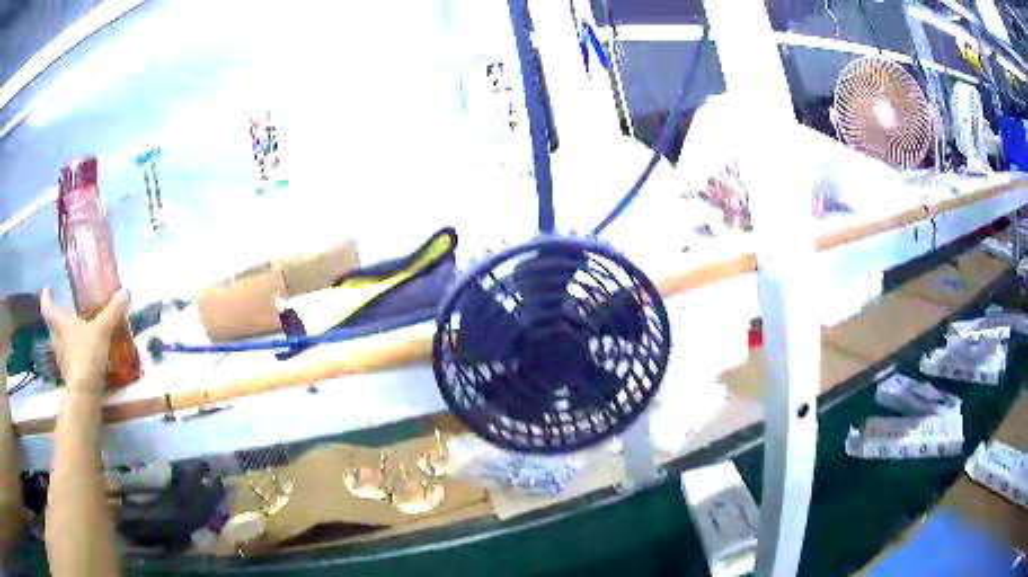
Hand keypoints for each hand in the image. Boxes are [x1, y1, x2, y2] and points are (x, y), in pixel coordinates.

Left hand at [41, 288, 128, 393]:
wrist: (85, 394)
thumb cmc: (87, 354)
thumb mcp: (102, 330)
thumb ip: (112, 312)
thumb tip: (124, 291)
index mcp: (60, 324)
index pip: (47, 307)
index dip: (46, 297)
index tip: (47, 289)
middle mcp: (57, 341)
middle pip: (54, 327)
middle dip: (59, 322)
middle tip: (68, 316)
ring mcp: (62, 362)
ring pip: (61, 346)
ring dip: (67, 341)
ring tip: (78, 339)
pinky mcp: (70, 378)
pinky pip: (69, 362)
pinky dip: (74, 359)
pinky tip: (84, 360)